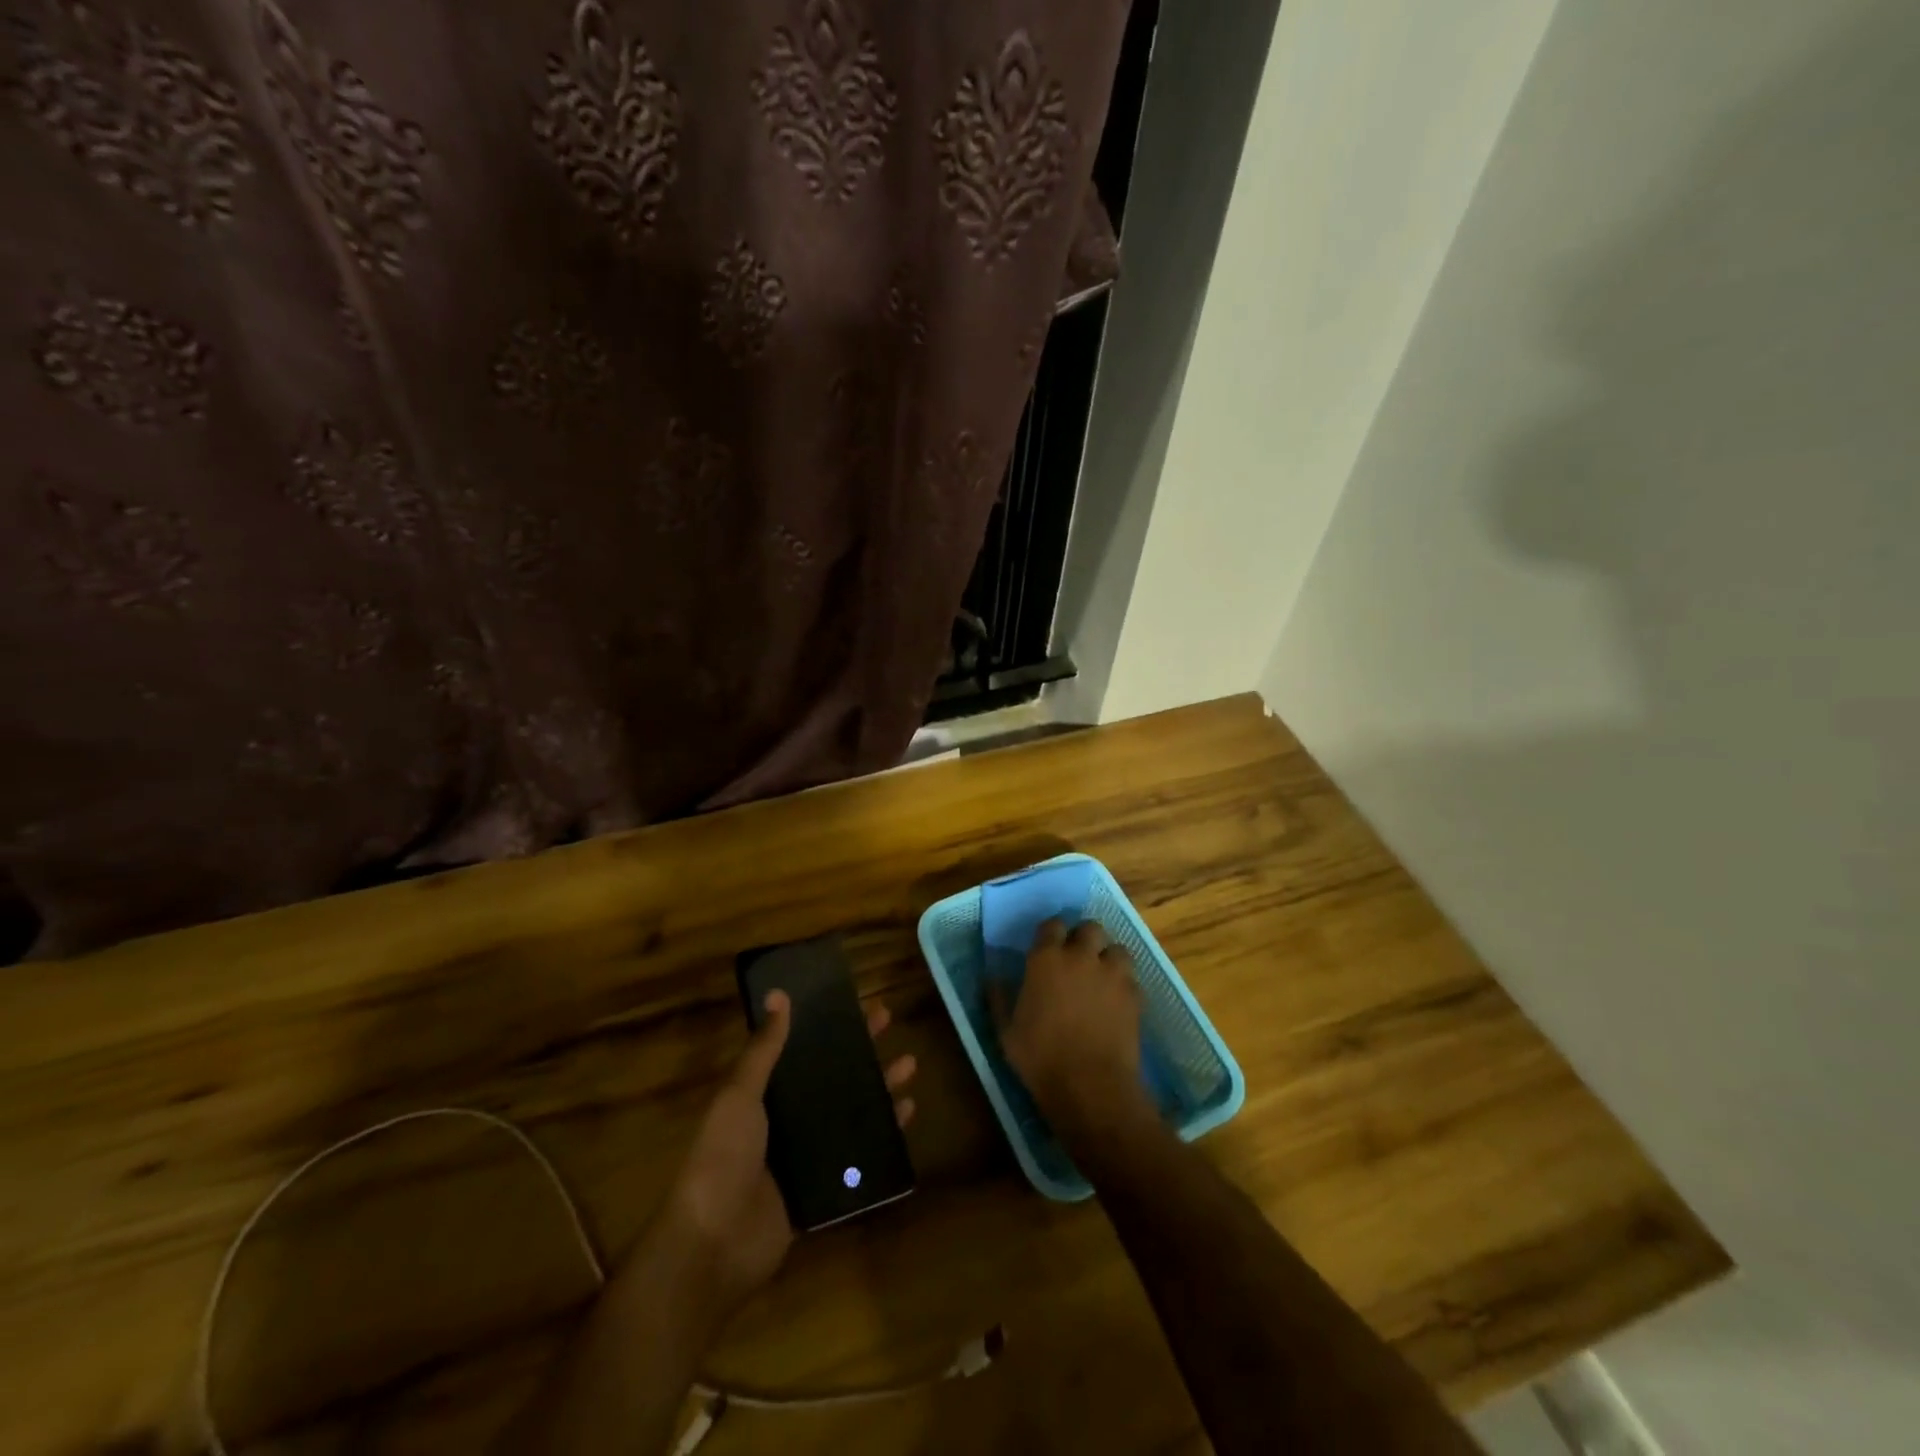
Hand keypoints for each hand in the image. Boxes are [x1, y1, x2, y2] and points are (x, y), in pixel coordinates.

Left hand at [657, 990, 917, 1315]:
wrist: (714, 1244)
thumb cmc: (722, 1157)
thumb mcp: (739, 1096)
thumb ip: (763, 1050)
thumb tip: (778, 995)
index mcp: (763, 1094)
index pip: (801, 1050)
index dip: (827, 1026)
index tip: (852, 1002)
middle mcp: (786, 1120)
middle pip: (832, 1077)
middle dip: (860, 1050)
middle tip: (889, 1023)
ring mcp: (806, 1155)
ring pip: (851, 1112)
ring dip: (878, 1088)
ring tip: (908, 1065)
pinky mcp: (823, 1188)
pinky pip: (860, 1156)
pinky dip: (884, 1135)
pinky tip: (906, 1115)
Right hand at [990, 918, 1150, 1133]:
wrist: (1090, 1086)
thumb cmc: (1040, 1057)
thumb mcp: (1005, 1031)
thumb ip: (999, 998)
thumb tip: (991, 977)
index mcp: (1046, 958)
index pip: (1052, 925)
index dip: (1051, 933)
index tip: (1048, 946)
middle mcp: (1081, 956)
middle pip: (1090, 928)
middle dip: (1085, 938)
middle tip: (1078, 958)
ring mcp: (1112, 974)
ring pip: (1117, 948)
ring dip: (1109, 958)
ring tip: (1102, 977)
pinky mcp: (1135, 995)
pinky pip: (1132, 978)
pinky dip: (1124, 984)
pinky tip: (1116, 1001)